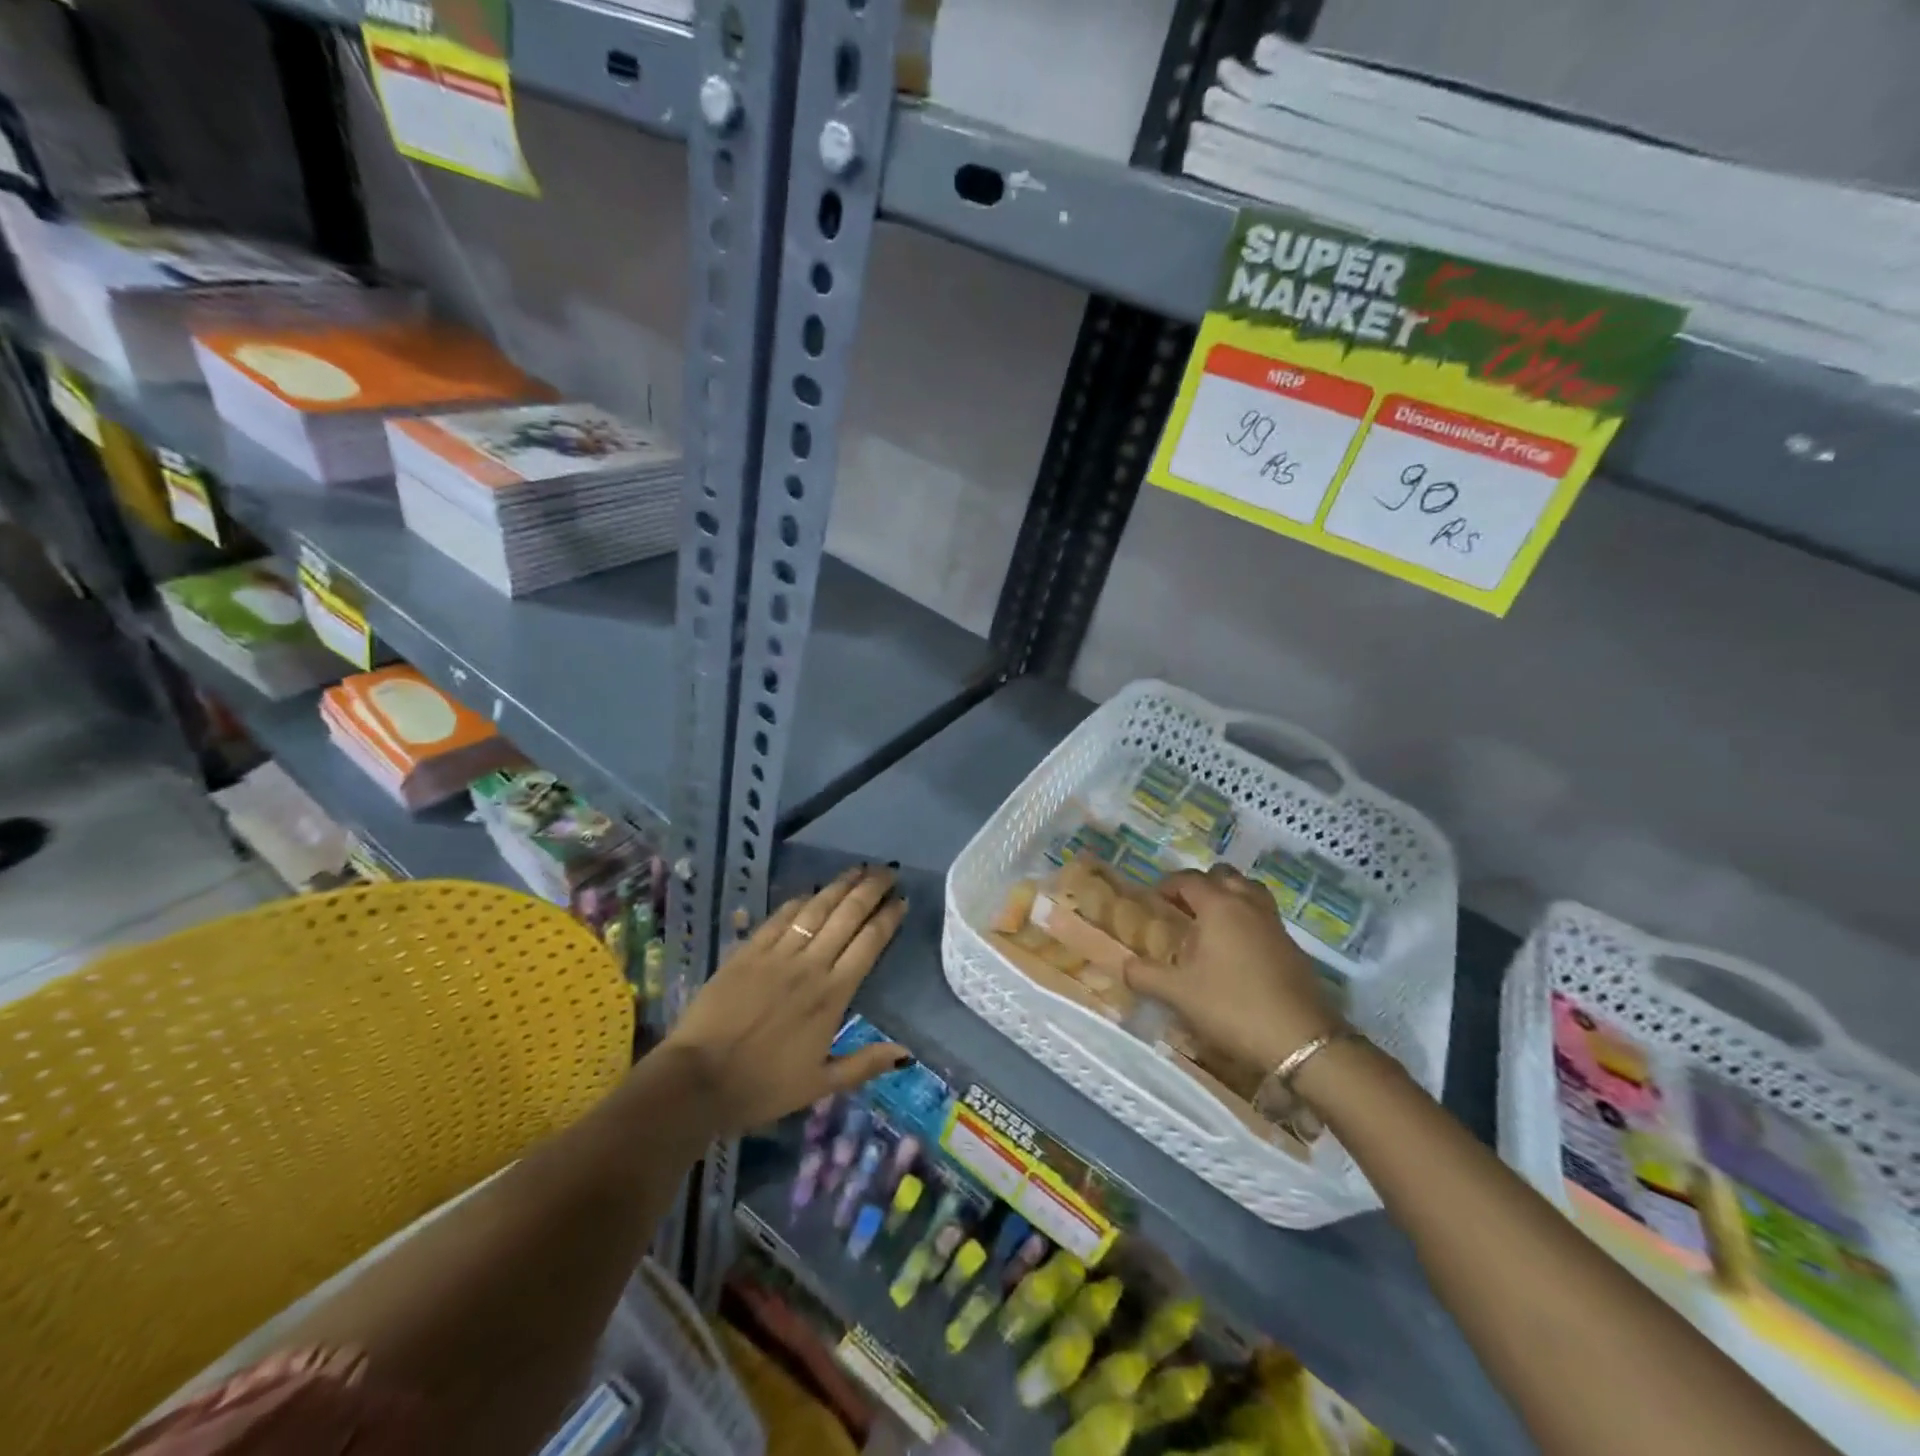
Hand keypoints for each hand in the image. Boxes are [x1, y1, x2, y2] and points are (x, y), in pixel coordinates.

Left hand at [663, 865, 910, 1134]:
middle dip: (871, 890)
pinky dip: (800, 901)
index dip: (888, 919)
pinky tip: (812, 891)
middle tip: (888, 872)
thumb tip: (905, 1052)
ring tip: (859, 869)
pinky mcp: (748, 951)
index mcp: (832, 995)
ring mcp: (777, 955)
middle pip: (847, 916)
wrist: (697, 1080)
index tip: (902, 901)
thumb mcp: (819, 1085)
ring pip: (816, 909)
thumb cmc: (762, 1086)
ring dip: (840, 886)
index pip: (869, 944)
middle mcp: (810, 965)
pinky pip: (780, 918)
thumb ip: (864, 1064)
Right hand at [1124, 865, 1344, 1072]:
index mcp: (1219, 906)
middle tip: (1184, 909)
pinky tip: (1237, 953)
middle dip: (1202, 885)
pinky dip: (1248, 922)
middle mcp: (1249, 905)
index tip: (1154, 901)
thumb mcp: (1178, 994)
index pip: (1189, 879)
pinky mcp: (1293, 948)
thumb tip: (1125, 965)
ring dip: (1230, 898)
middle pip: (1224, 875)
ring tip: (1212, 924)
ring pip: (1250, 892)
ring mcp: (1275, 925)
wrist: (1301, 1041)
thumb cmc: (1232, 1007)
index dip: (1168, 885)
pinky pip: (1265, 918)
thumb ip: (1145, 975)